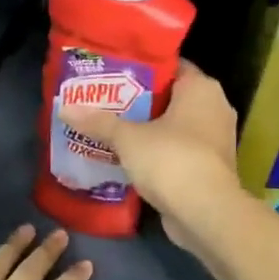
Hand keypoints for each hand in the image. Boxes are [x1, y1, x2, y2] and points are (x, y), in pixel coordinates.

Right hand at [56, 59, 245, 248]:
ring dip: (146, 129)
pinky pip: (177, 151)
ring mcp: (214, 141)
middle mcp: (214, 108)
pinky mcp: (208, 168)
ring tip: (110, 127)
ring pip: (173, 126)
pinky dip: (156, 153)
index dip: (141, 68)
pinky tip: (127, 156)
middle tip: (104, 100)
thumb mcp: (128, 138)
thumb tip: (64, 108)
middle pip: (170, 97)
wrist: (205, 213)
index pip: (171, 66)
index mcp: (202, 89)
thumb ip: (99, 122)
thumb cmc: (171, 159)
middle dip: (138, 101)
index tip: (112, 73)